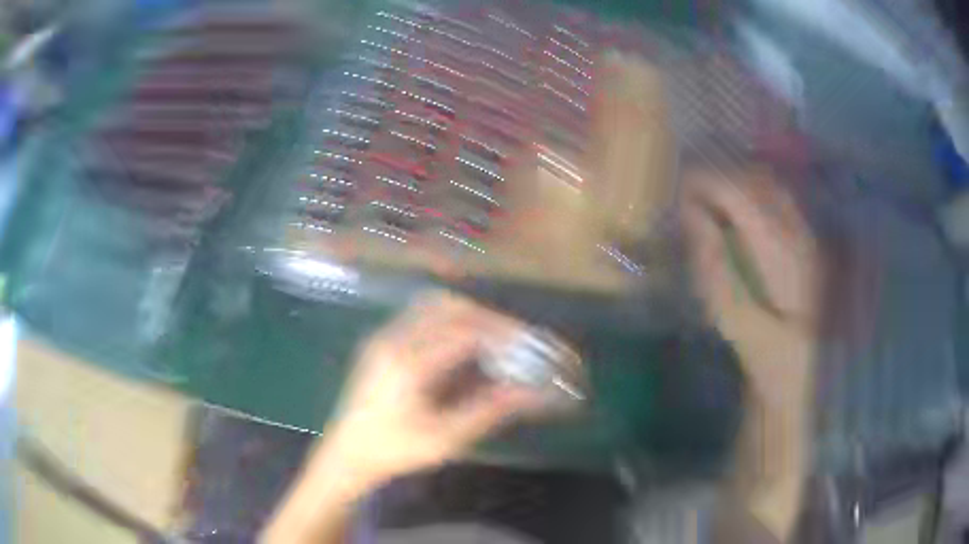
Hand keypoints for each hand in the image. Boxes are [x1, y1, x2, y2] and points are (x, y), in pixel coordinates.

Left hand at [263, 294, 541, 543]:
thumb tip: (531, 391)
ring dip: (469, 316)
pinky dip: (449, 321)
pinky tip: (462, 345)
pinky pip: (421, 316)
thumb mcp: (445, 438)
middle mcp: (394, 339)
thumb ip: (489, 409)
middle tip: (516, 341)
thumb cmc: (394, 451)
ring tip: (494, 341)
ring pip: (434, 306)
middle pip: (451, 308)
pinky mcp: (381, 341)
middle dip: (490, 319)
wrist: (346, 454)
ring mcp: (384, 336)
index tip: (530, 344)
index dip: (504, 333)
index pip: (466, 331)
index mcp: (409, 364)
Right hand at [681, 166, 821, 397]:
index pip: (738, 192)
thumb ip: (711, 261)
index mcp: (777, 249)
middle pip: (755, 181)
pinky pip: (781, 203)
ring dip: (738, 186)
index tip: (679, 188)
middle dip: (720, 179)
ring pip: (770, 187)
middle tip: (692, 195)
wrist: (802, 374)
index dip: (705, 182)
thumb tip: (691, 213)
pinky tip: (742, 217)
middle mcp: (796, 232)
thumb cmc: (764, 353)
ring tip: (714, 202)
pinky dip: (755, 199)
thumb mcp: (731, 316)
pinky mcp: (809, 245)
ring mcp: (807, 236)